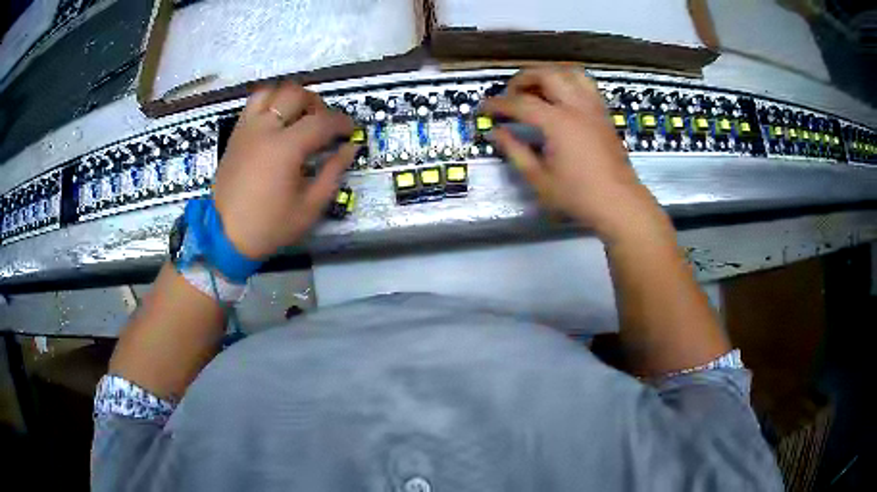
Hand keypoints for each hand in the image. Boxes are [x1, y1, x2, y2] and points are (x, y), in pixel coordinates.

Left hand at [212, 82, 355, 259]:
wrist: (225, 236)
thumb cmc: (269, 226)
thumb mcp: (310, 206)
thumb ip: (333, 172)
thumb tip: (349, 148)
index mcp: (285, 148)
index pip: (322, 121)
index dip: (342, 122)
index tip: (350, 131)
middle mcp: (265, 129)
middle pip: (296, 94)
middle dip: (317, 104)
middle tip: (323, 123)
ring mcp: (247, 128)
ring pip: (271, 91)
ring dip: (290, 98)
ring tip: (298, 116)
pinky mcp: (235, 134)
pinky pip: (253, 104)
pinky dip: (270, 103)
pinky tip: (277, 122)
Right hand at [483, 67, 664, 240]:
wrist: (619, 202)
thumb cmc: (579, 196)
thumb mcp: (539, 179)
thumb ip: (515, 151)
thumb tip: (496, 133)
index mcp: (558, 123)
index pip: (521, 103)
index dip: (498, 104)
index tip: (484, 108)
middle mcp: (576, 107)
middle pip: (546, 74)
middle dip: (522, 79)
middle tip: (510, 95)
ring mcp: (593, 107)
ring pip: (569, 72)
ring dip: (548, 74)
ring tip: (536, 88)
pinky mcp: (604, 113)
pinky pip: (585, 84)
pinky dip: (568, 81)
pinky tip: (561, 97)